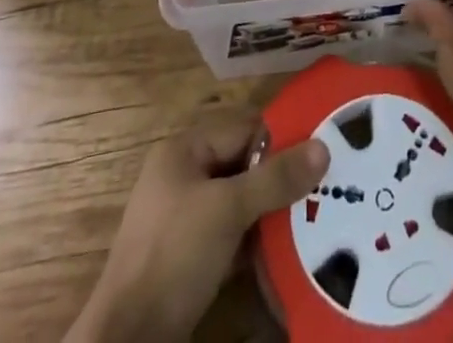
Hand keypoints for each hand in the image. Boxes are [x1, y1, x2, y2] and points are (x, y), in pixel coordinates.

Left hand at [68, 111, 328, 342]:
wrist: (128, 341)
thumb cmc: (175, 255)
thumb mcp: (228, 210)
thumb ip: (275, 178)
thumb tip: (324, 147)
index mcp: (184, 151)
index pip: (243, 130)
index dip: (281, 140)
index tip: (321, 153)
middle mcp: (183, 177)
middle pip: (242, 165)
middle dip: (278, 178)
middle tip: (323, 187)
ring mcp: (183, 220)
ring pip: (239, 203)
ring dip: (270, 211)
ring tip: (313, 215)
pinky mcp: (188, 259)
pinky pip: (230, 235)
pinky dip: (255, 240)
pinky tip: (285, 249)